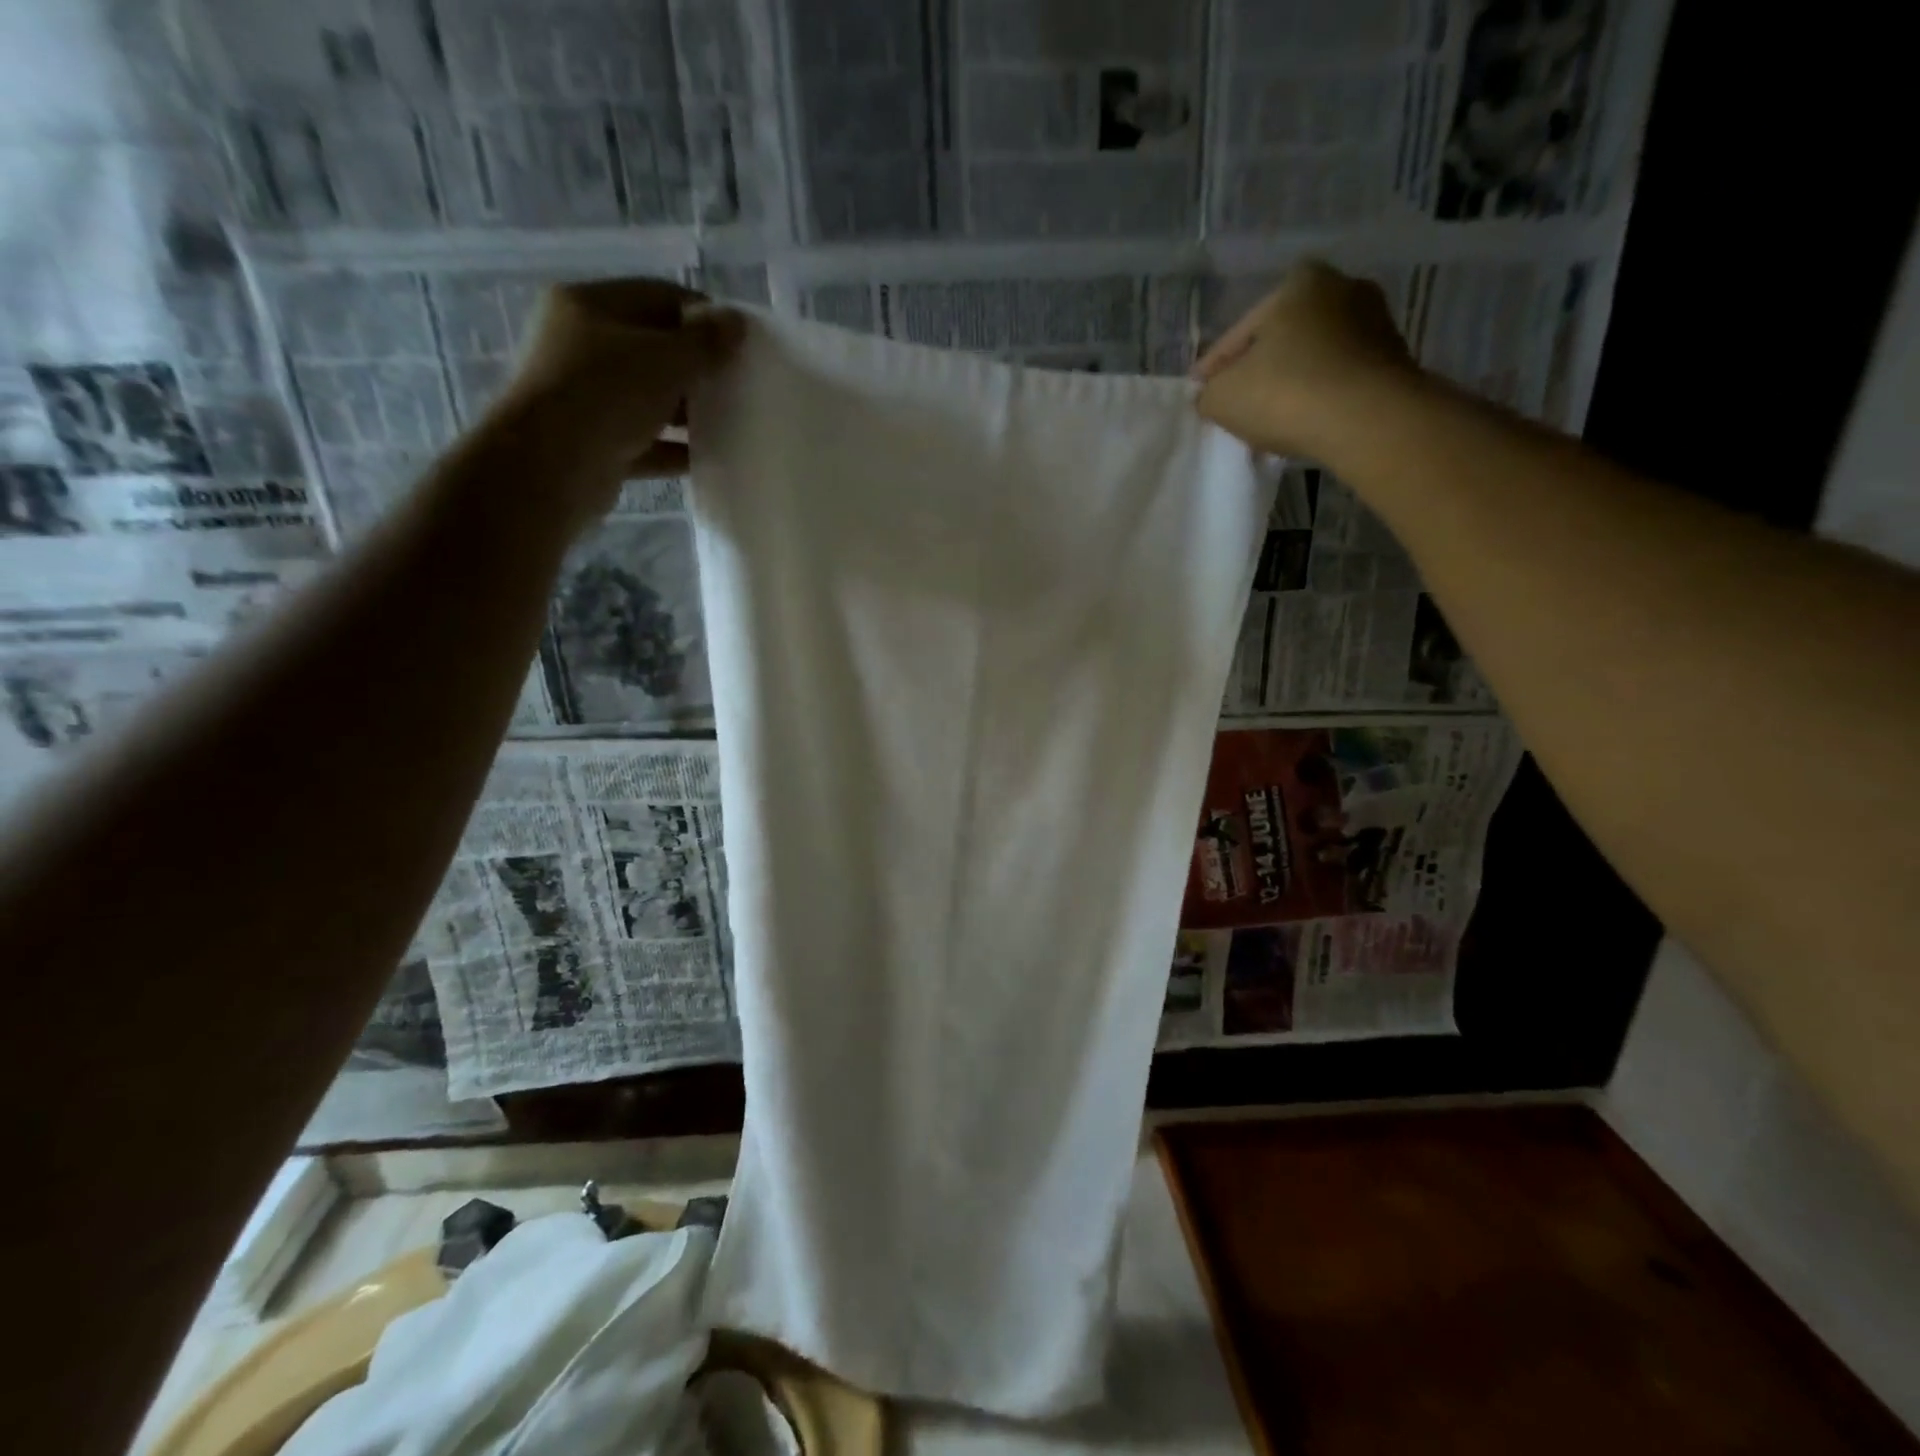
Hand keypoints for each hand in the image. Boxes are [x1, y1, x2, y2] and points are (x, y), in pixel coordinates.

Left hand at [488, 277, 745, 525]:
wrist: (551, 467)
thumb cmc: (606, 394)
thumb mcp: (664, 360)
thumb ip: (705, 343)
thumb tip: (738, 322)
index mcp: (590, 306)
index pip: (659, 297)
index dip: (704, 316)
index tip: (740, 343)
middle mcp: (582, 345)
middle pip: (653, 349)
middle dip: (697, 367)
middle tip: (738, 385)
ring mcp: (586, 397)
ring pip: (649, 398)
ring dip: (687, 411)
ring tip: (730, 423)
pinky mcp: (596, 443)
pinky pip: (645, 441)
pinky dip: (673, 448)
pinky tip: (707, 458)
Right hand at [1192, 260, 1417, 458]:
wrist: (1369, 420)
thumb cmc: (1287, 394)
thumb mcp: (1222, 397)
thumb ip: (1208, 393)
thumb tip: (1212, 394)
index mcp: (1297, 282)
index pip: (1239, 334)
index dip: (1214, 368)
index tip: (1200, 392)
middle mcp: (1342, 287)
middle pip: (1280, 340)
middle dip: (1259, 369)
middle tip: (1237, 403)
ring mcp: (1375, 321)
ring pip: (1312, 357)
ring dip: (1292, 381)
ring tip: (1272, 417)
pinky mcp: (1394, 358)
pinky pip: (1339, 377)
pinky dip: (1320, 394)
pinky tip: (1306, 420)